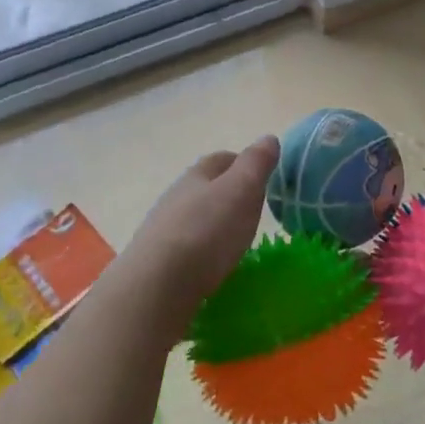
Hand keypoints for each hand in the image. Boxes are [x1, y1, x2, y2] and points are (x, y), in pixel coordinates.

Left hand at [117, 137, 279, 337]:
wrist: (156, 286)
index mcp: (197, 175)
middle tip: (254, 209)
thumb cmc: (207, 231)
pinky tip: (212, 263)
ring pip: (194, 217)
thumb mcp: (242, 190)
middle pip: (206, 187)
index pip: (223, 159)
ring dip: (214, 222)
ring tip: (235, 239)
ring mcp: (163, 229)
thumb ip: (256, 164)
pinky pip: (186, 246)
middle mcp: (176, 197)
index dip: (244, 163)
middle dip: (229, 193)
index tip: (264, 177)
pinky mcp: (158, 261)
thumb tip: (268, 138)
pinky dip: (202, 249)